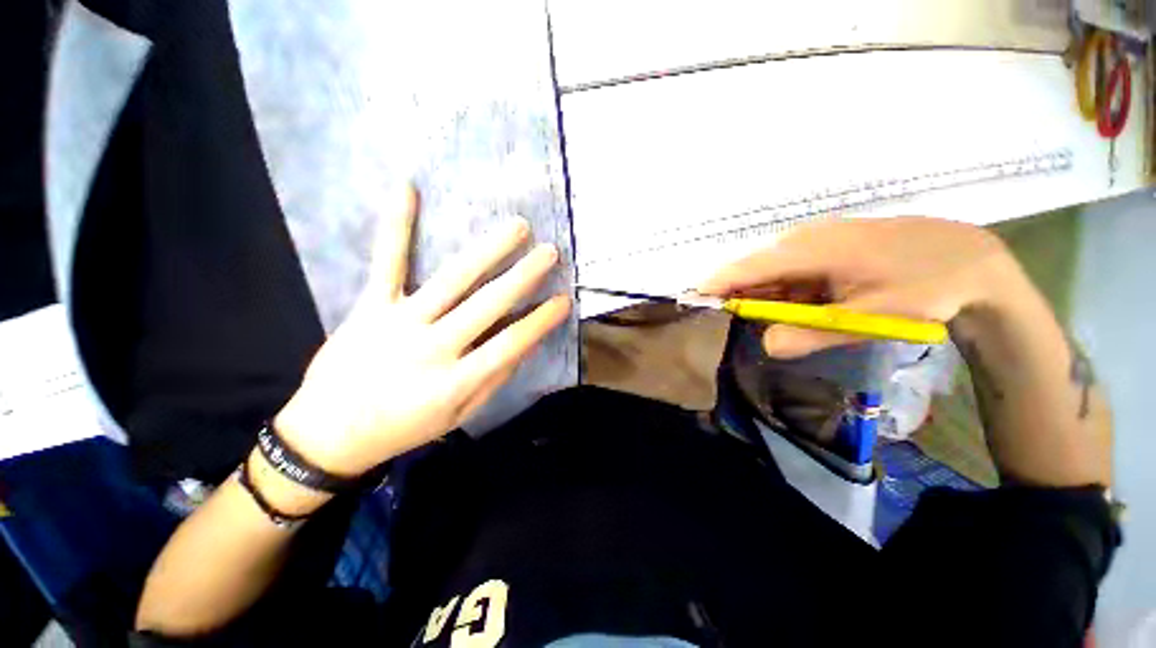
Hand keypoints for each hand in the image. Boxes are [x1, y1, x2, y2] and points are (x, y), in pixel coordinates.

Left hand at [274, 185, 570, 475]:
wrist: (328, 434)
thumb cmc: (404, 427)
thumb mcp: (458, 415)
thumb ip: (492, 379)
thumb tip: (523, 345)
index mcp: (455, 381)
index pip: (510, 345)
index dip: (540, 322)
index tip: (564, 300)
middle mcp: (432, 347)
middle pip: (487, 305)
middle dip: (523, 277)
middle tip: (549, 252)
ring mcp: (398, 322)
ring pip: (451, 280)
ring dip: (488, 251)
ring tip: (517, 227)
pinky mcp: (369, 307)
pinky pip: (387, 263)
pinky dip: (397, 226)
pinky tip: (407, 189)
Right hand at [699, 217, 1019, 357]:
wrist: (973, 261)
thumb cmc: (924, 288)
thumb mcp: (868, 318)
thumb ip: (811, 334)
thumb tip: (765, 345)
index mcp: (812, 250)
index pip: (747, 267)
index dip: (717, 283)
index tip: (692, 298)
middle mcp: (807, 237)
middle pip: (755, 267)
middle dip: (740, 293)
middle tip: (734, 321)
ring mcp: (818, 238)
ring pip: (774, 268)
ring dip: (766, 293)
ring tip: (778, 317)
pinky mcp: (828, 243)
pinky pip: (793, 266)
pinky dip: (787, 288)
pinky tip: (802, 304)